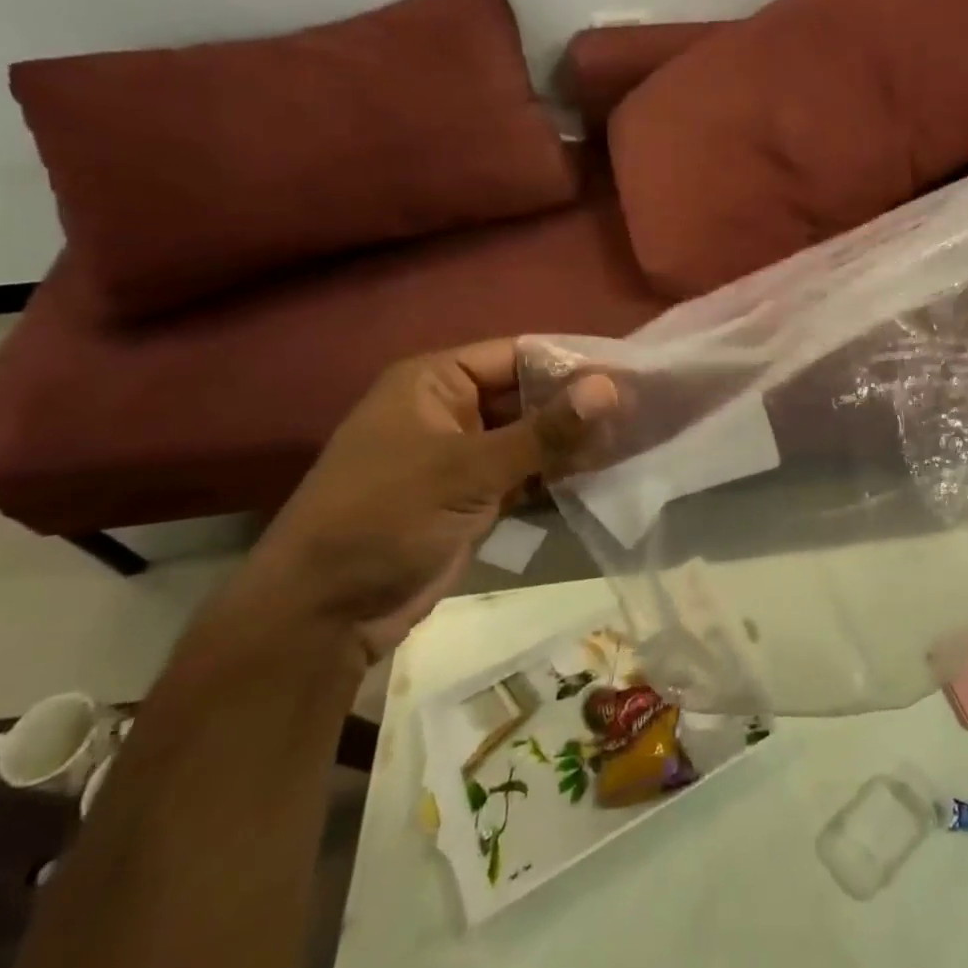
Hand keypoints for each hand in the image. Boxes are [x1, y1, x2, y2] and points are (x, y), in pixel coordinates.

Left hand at [249, 341, 615, 662]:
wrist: (325, 612)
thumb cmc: (387, 517)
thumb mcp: (468, 469)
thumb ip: (544, 431)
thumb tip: (611, 387)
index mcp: (435, 381)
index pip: (518, 355)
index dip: (572, 362)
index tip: (629, 372)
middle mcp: (450, 409)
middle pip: (527, 395)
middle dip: (577, 405)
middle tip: (641, 410)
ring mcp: (462, 455)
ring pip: (531, 436)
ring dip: (573, 441)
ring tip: (633, 439)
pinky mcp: (473, 496)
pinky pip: (525, 472)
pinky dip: (558, 474)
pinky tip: (602, 473)